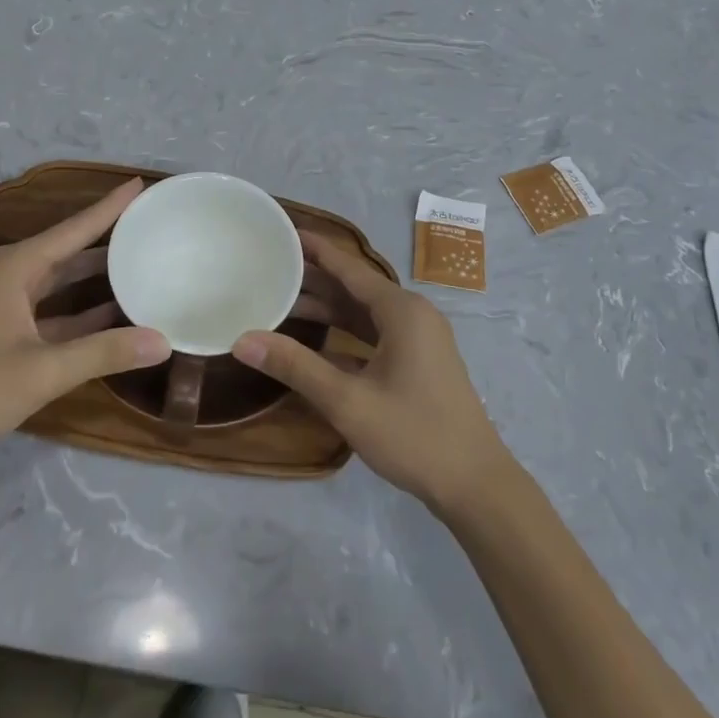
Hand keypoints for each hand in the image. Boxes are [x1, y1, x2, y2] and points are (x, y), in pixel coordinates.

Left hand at [0, 180, 169, 472]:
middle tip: (148, 224)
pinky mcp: (4, 332)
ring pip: (61, 280)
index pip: (75, 228)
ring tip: (140, 262)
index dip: (109, 207)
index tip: (139, 183)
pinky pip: (53, 310)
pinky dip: (82, 311)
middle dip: (107, 237)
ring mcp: (6, 304)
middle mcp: (11, 276)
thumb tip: (163, 341)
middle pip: (69, 248)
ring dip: (96, 275)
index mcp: (17, 267)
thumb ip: (104, 352)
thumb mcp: (44, 370)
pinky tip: (113, 314)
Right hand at [234, 230, 513, 516]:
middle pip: (355, 287)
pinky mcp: (420, 361)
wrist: (476, 484)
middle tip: (271, 268)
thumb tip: (243, 339)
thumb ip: (295, 366)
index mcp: (401, 311)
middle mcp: (413, 314)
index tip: (284, 233)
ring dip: (328, 308)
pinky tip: (316, 340)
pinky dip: (346, 331)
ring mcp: (420, 339)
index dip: (315, 249)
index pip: (349, 267)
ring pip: (365, 312)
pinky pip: (375, 333)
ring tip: (282, 300)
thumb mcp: (348, 401)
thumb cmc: (414, 435)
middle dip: (314, 278)